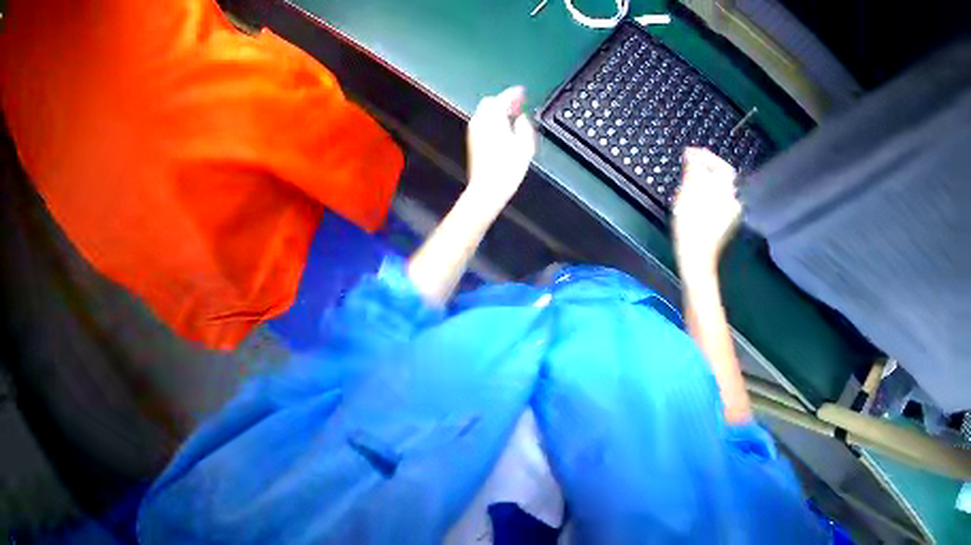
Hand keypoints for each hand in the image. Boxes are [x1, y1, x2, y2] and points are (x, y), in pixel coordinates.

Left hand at [465, 86, 536, 211]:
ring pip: (485, 112)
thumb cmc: (506, 169)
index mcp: (493, 118)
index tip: (522, 92)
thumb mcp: (526, 145)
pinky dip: (493, 119)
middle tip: (517, 102)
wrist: (488, 188)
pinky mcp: (473, 141)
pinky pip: (483, 122)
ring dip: (498, 110)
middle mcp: (480, 122)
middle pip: (490, 102)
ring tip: (512, 114)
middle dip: (504, 100)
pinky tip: (503, 127)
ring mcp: (474, 131)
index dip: (514, 93)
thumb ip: (525, 125)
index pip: (503, 97)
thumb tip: (522, 118)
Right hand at [673, 147, 741, 271]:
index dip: (705, 156)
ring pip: (719, 191)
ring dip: (705, 182)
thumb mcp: (689, 192)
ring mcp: (731, 215)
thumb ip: (693, 169)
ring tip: (688, 181)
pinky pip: (717, 203)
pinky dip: (707, 196)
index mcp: (729, 191)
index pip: (721, 165)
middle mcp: (734, 201)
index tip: (689, 152)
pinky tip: (695, 200)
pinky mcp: (724, 226)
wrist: (697, 260)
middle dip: (706, 169)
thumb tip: (692, 154)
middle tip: (688, 165)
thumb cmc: (692, 225)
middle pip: (722, 178)